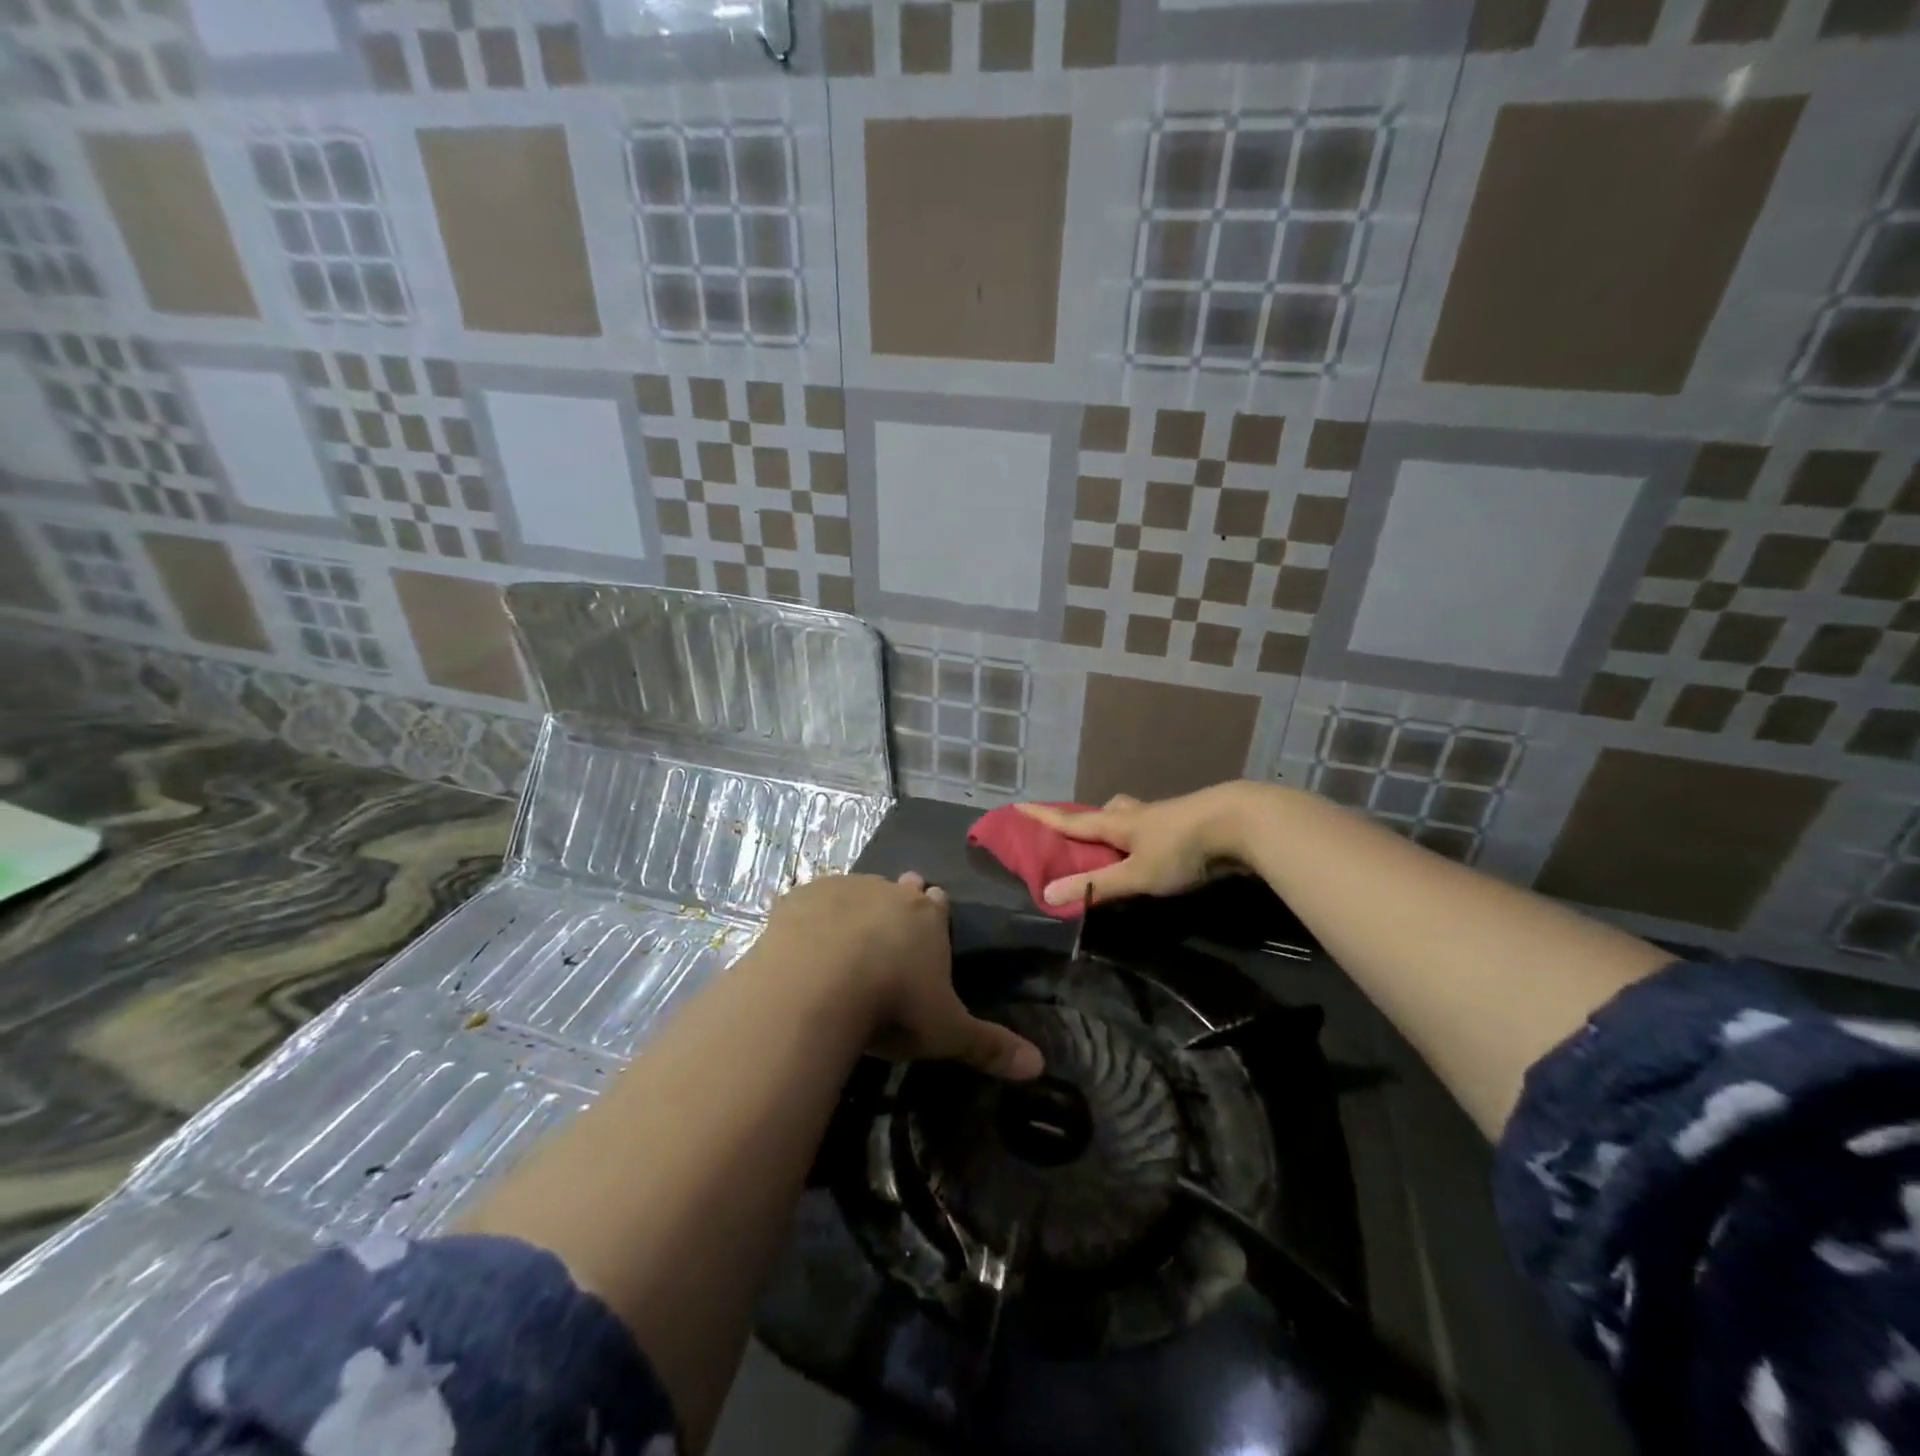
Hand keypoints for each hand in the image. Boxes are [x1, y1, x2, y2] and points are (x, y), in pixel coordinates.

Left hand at [760, 872, 1043, 1079]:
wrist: (818, 982)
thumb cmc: (893, 1004)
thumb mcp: (946, 1031)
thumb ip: (989, 1045)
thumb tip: (1039, 1066)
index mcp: (928, 918)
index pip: (938, 905)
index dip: (935, 914)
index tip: (929, 925)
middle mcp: (889, 892)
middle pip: (898, 890)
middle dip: (897, 903)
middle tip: (888, 931)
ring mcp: (843, 889)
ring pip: (856, 890)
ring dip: (854, 907)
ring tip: (844, 938)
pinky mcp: (801, 897)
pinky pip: (811, 902)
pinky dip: (811, 918)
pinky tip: (803, 941)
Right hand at [1017, 783, 1262, 907]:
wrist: (1241, 821)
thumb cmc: (1181, 848)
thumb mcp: (1136, 874)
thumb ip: (1096, 886)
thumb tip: (1047, 894)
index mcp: (1118, 823)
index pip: (1072, 820)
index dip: (1044, 816)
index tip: (1019, 805)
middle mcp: (1138, 814)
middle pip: (1107, 811)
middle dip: (1091, 819)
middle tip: (1084, 832)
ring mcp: (1167, 816)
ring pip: (1135, 815)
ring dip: (1122, 825)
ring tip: (1122, 844)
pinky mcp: (1191, 823)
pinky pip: (1158, 826)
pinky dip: (1149, 835)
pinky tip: (1160, 848)